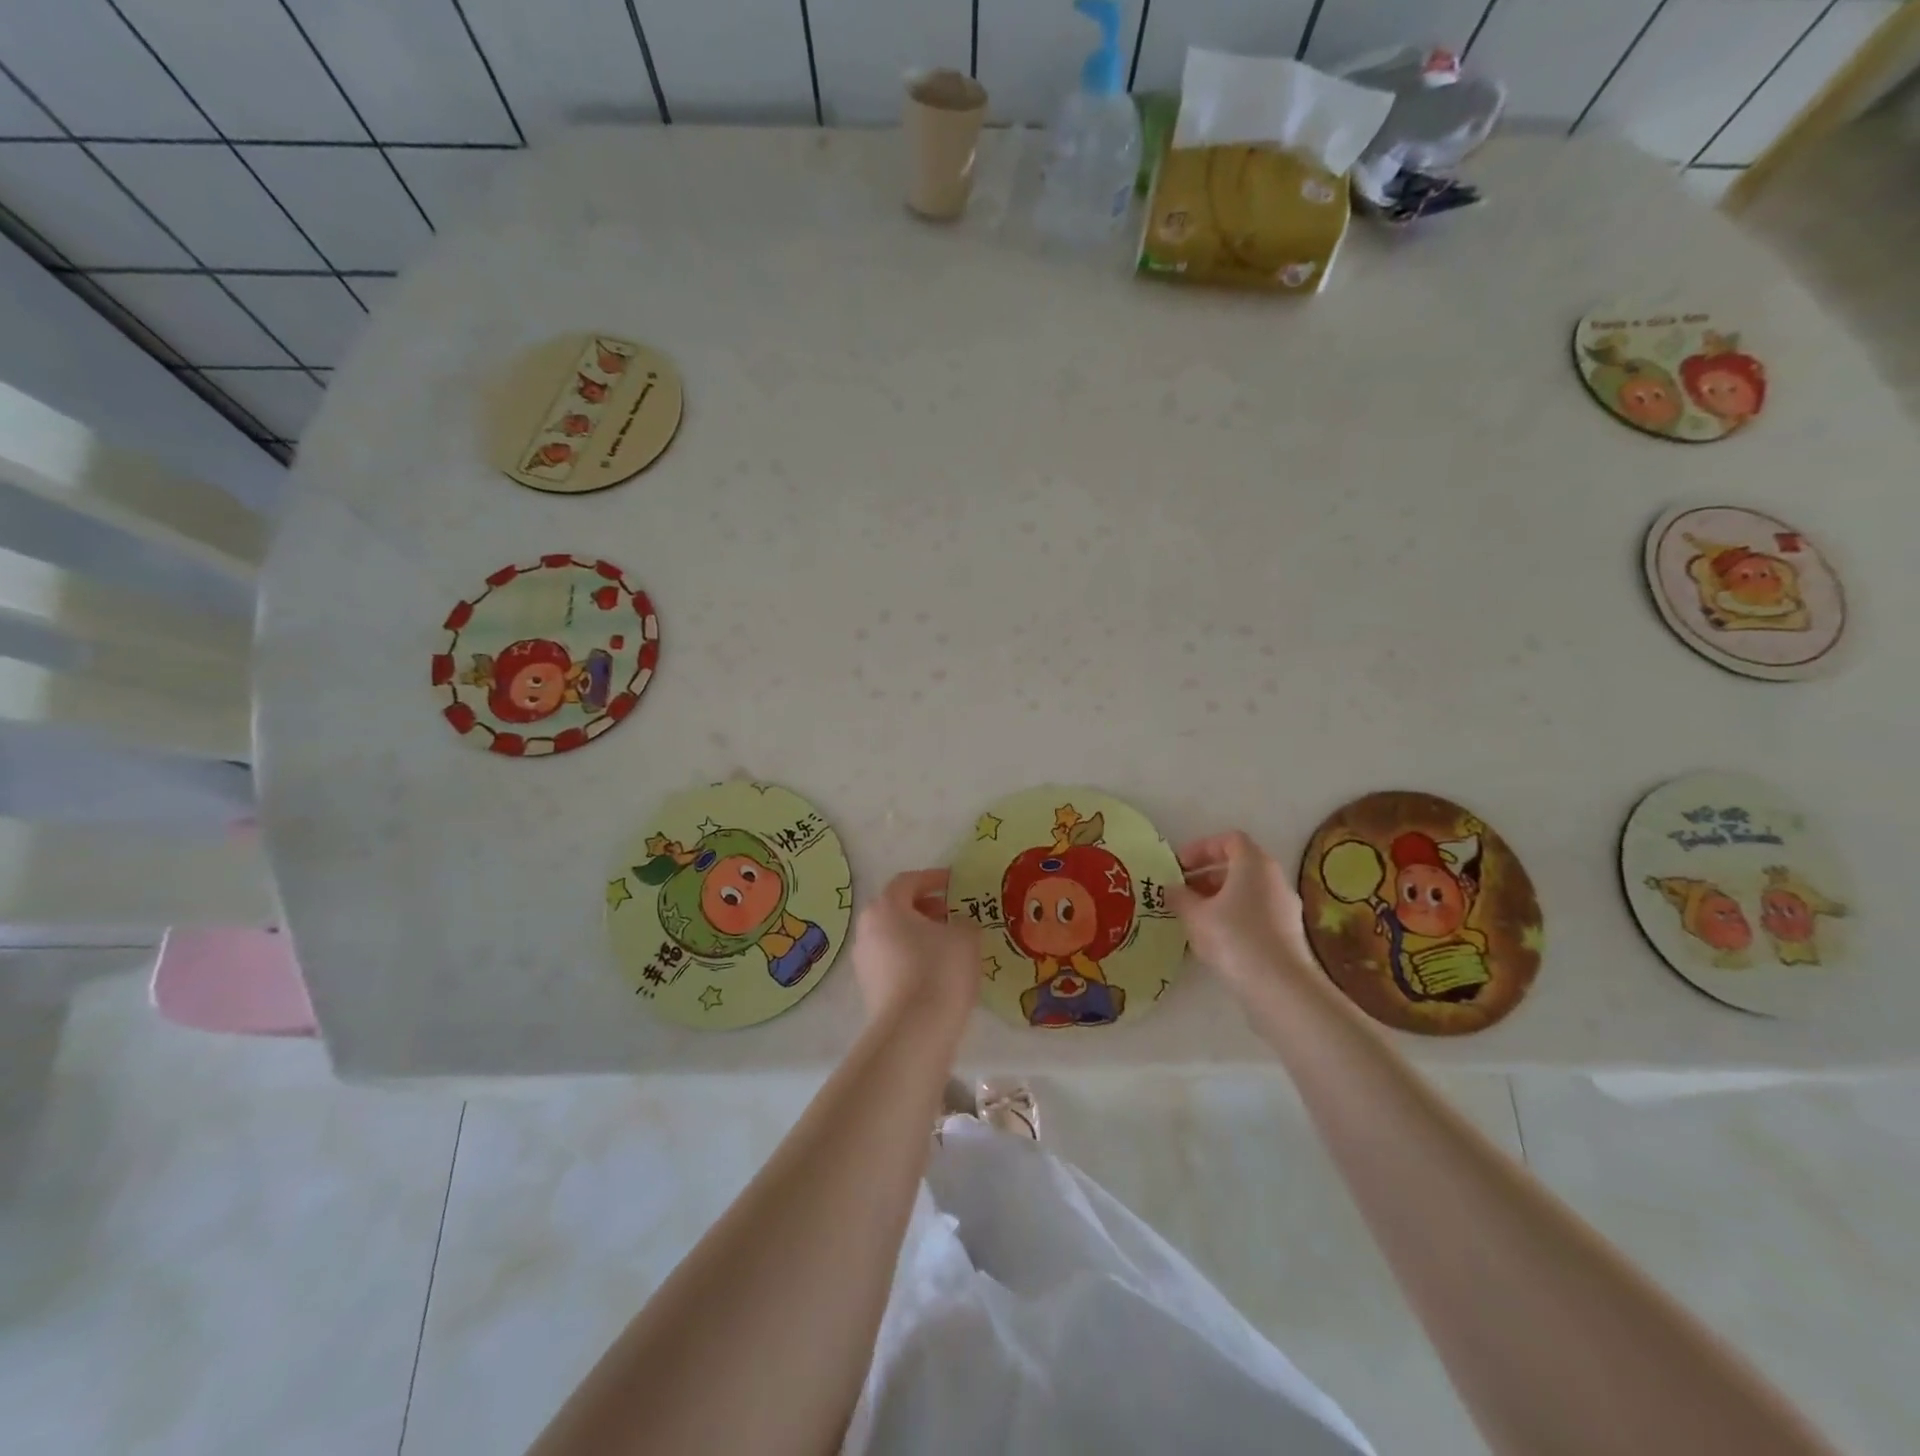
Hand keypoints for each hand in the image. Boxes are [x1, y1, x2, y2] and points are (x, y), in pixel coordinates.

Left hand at [852, 869, 980, 1027]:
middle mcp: (867, 929)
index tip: (954, 883)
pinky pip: (892, 961)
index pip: (908, 881)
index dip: (933, 879)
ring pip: (893, 936)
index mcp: (886, 907)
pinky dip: (912, 957)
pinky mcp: (868, 988)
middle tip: (951, 913)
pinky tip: (936, 971)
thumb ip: (964, 922)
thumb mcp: (966, 937)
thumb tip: (958, 925)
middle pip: (896, 908)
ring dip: (918, 934)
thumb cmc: (940, 970)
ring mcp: (864, 960)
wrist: (914, 1031)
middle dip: (925, 907)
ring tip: (947, 944)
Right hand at [1167, 831, 1323, 1000]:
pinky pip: (1256, 914)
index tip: (1179, 866)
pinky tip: (1215, 940)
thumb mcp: (1195, 915)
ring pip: (1248, 892)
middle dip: (1207, 876)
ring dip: (1220, 898)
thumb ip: (1180, 897)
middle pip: (1239, 866)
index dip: (1201, 848)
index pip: (1229, 840)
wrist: (1279, 986)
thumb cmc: (1233, 937)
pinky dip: (1234, 917)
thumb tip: (1171, 889)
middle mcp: (1274, 879)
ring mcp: (1285, 907)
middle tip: (1183, 892)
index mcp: (1254, 864)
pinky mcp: (1288, 934)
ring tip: (1194, 918)